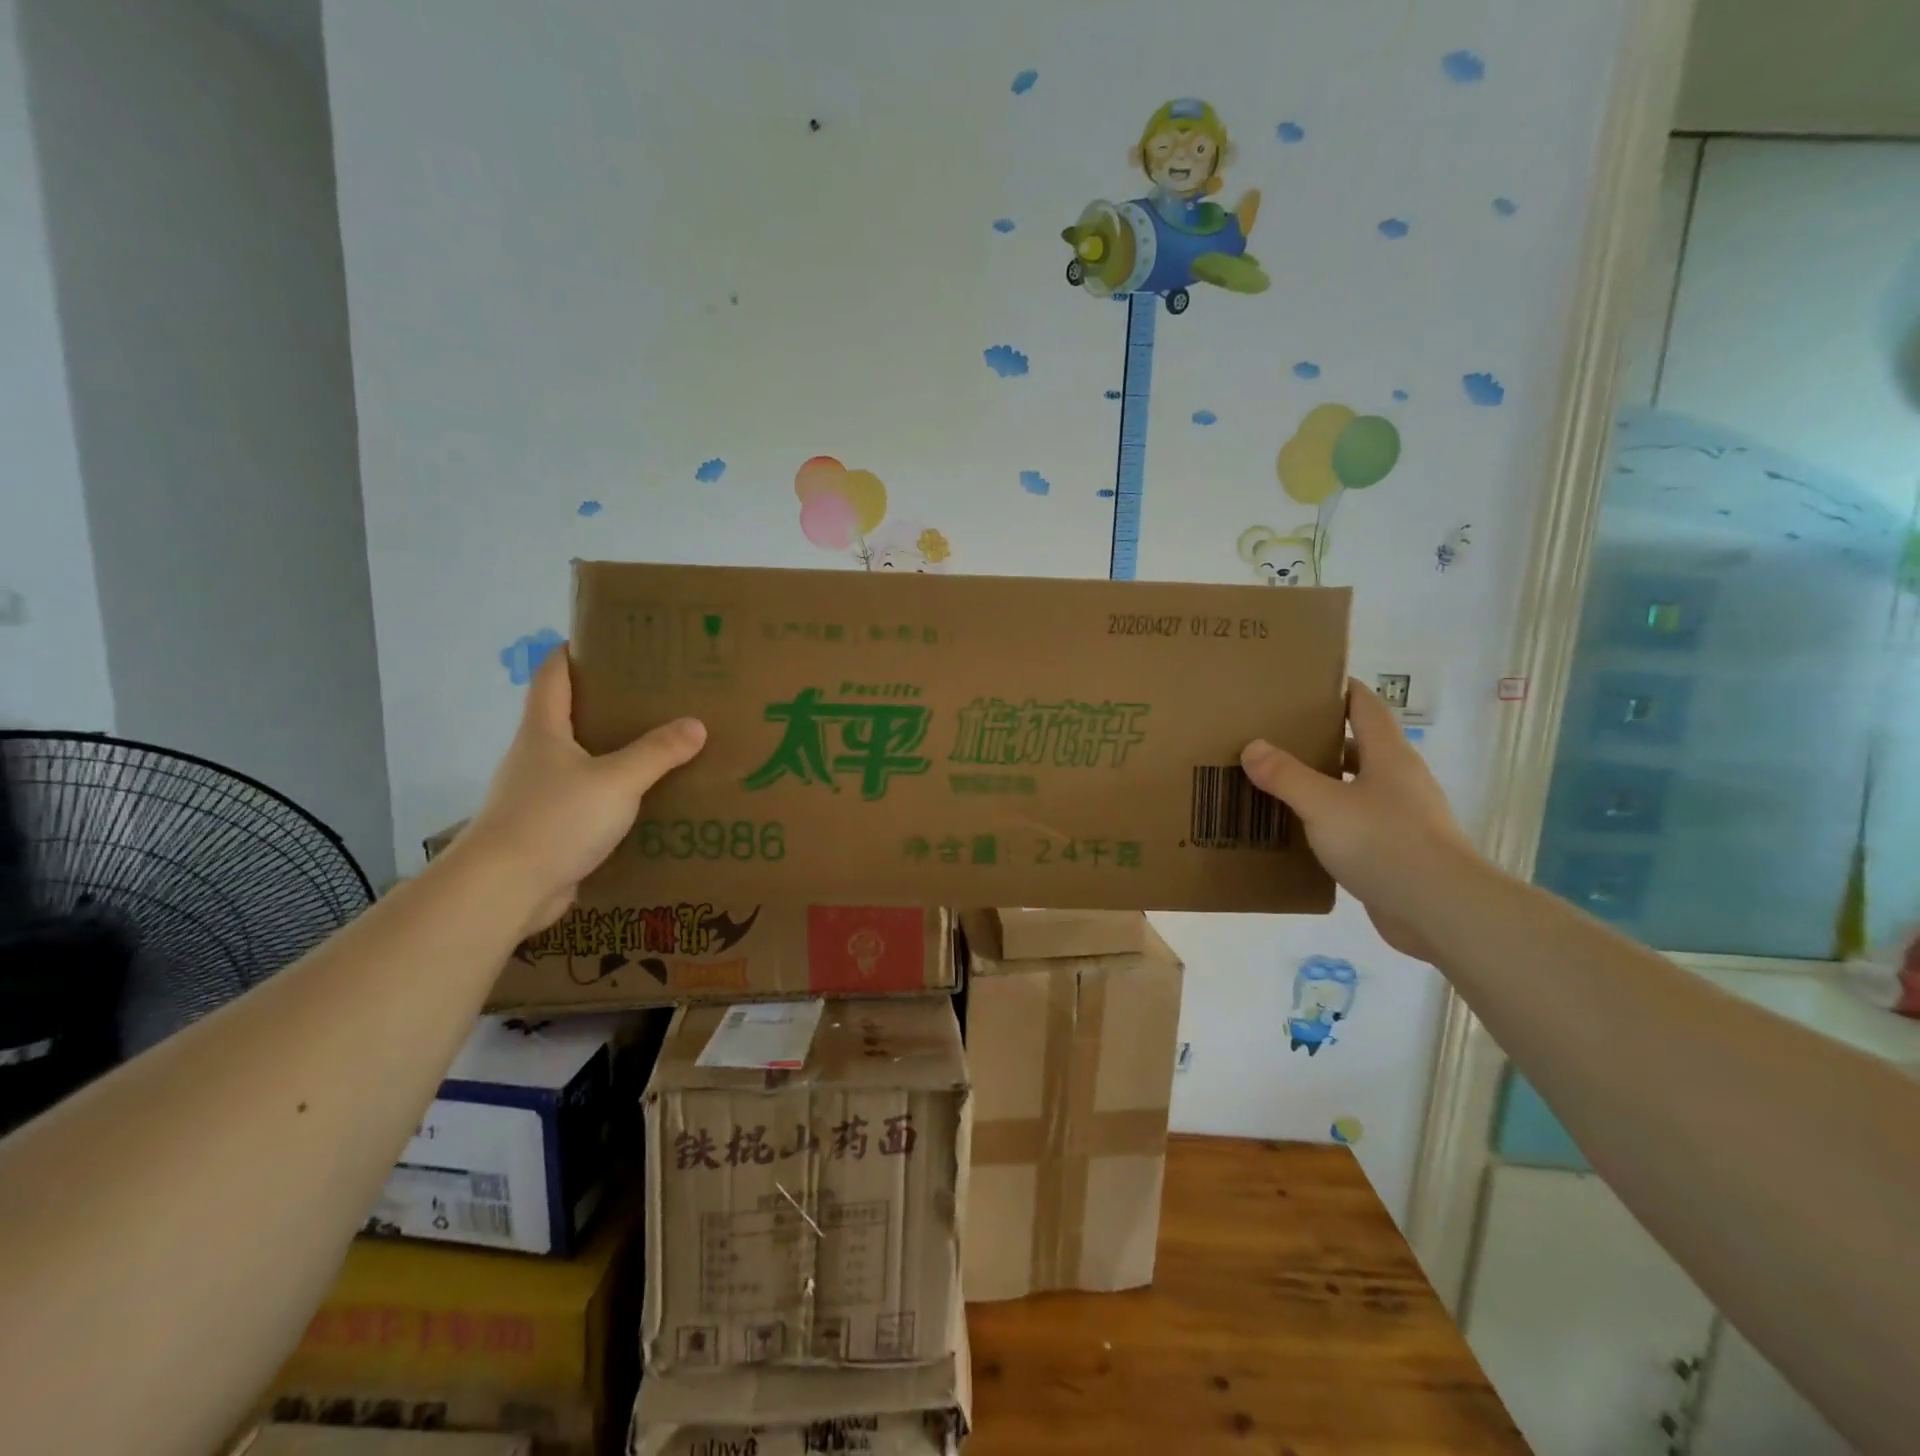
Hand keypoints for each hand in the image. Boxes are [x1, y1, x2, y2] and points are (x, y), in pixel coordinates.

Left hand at [456, 646, 705, 935]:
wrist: (505, 890)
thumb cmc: (554, 820)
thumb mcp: (616, 781)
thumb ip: (657, 753)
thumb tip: (696, 725)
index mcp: (544, 731)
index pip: (552, 675)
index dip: (573, 652)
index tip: (606, 640)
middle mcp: (536, 756)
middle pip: (568, 715)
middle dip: (608, 703)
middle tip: (655, 695)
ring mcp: (539, 794)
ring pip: (581, 761)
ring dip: (613, 752)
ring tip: (660, 746)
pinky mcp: (549, 828)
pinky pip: (587, 800)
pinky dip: (613, 794)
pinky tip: (645, 800)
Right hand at [1242, 678, 1476, 962]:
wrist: (1441, 910)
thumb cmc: (1385, 842)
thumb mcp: (1323, 804)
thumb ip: (1286, 775)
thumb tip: (1253, 746)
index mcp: (1388, 756)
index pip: (1365, 706)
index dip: (1340, 689)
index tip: (1305, 683)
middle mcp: (1399, 780)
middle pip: (1359, 746)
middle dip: (1320, 738)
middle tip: (1275, 735)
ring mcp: (1403, 818)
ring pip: (1356, 787)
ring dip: (1324, 782)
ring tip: (1279, 781)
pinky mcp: (1398, 852)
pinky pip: (1357, 825)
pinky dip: (1330, 821)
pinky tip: (1300, 831)